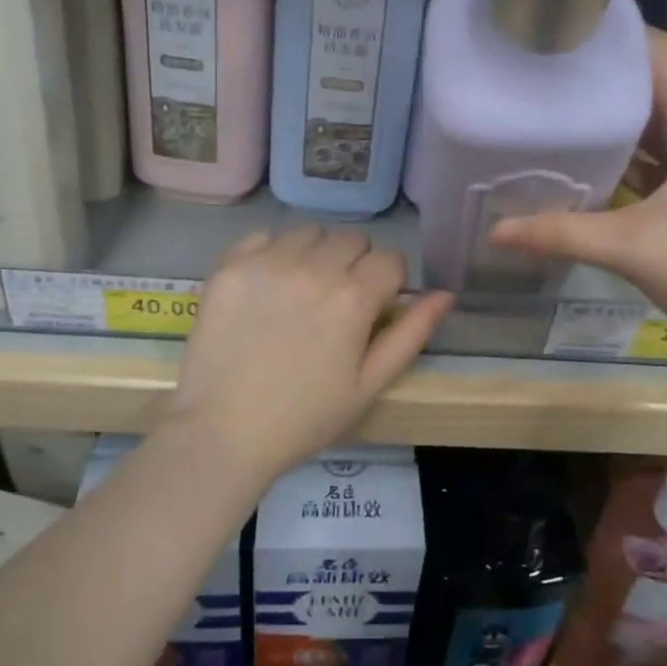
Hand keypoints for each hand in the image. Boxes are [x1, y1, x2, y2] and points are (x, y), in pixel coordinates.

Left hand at [174, 226, 453, 477]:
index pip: (390, 259)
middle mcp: (313, 267)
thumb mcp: (369, 385)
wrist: (222, 432)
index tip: (374, 308)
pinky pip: (263, 236)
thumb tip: (445, 293)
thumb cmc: (304, 417)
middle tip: (336, 303)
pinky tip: (266, 286)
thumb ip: (411, 334)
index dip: (389, 283)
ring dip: (314, 254)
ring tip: (300, 292)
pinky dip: (272, 253)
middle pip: (352, 239)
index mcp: (353, 297)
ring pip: (309, 233)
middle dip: (355, 265)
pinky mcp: (230, 265)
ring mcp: (267, 262)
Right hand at [489, 30, 666, 353]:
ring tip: (553, 109)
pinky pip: (661, 152)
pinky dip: (626, 150)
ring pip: (656, 119)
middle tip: (540, 73)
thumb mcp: (637, 252)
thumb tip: (495, 232)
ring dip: (612, 114)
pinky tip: (587, 162)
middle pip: (653, 81)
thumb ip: (563, 235)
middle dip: (601, 74)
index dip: (612, 36)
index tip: (558, 33)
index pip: (659, 53)